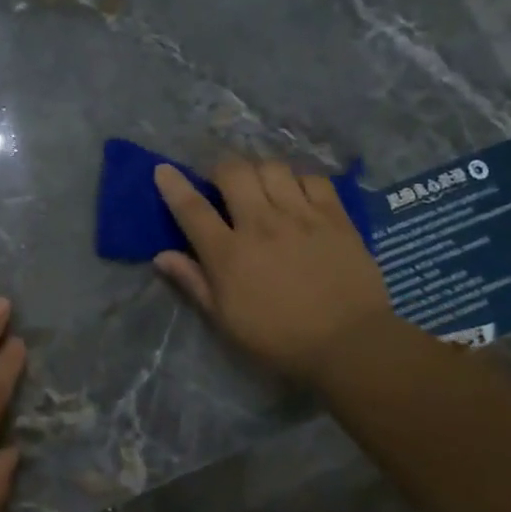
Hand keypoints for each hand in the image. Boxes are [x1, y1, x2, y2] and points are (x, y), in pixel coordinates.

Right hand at [153, 158, 394, 380]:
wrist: (348, 343)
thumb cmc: (277, 337)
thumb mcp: (224, 318)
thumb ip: (193, 282)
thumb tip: (162, 256)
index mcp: (228, 253)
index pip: (192, 208)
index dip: (174, 185)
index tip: (164, 170)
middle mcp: (261, 224)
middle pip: (233, 172)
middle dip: (220, 170)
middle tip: (222, 184)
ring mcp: (301, 216)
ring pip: (272, 168)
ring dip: (259, 171)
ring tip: (261, 186)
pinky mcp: (335, 217)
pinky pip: (313, 178)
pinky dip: (299, 179)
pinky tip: (297, 193)